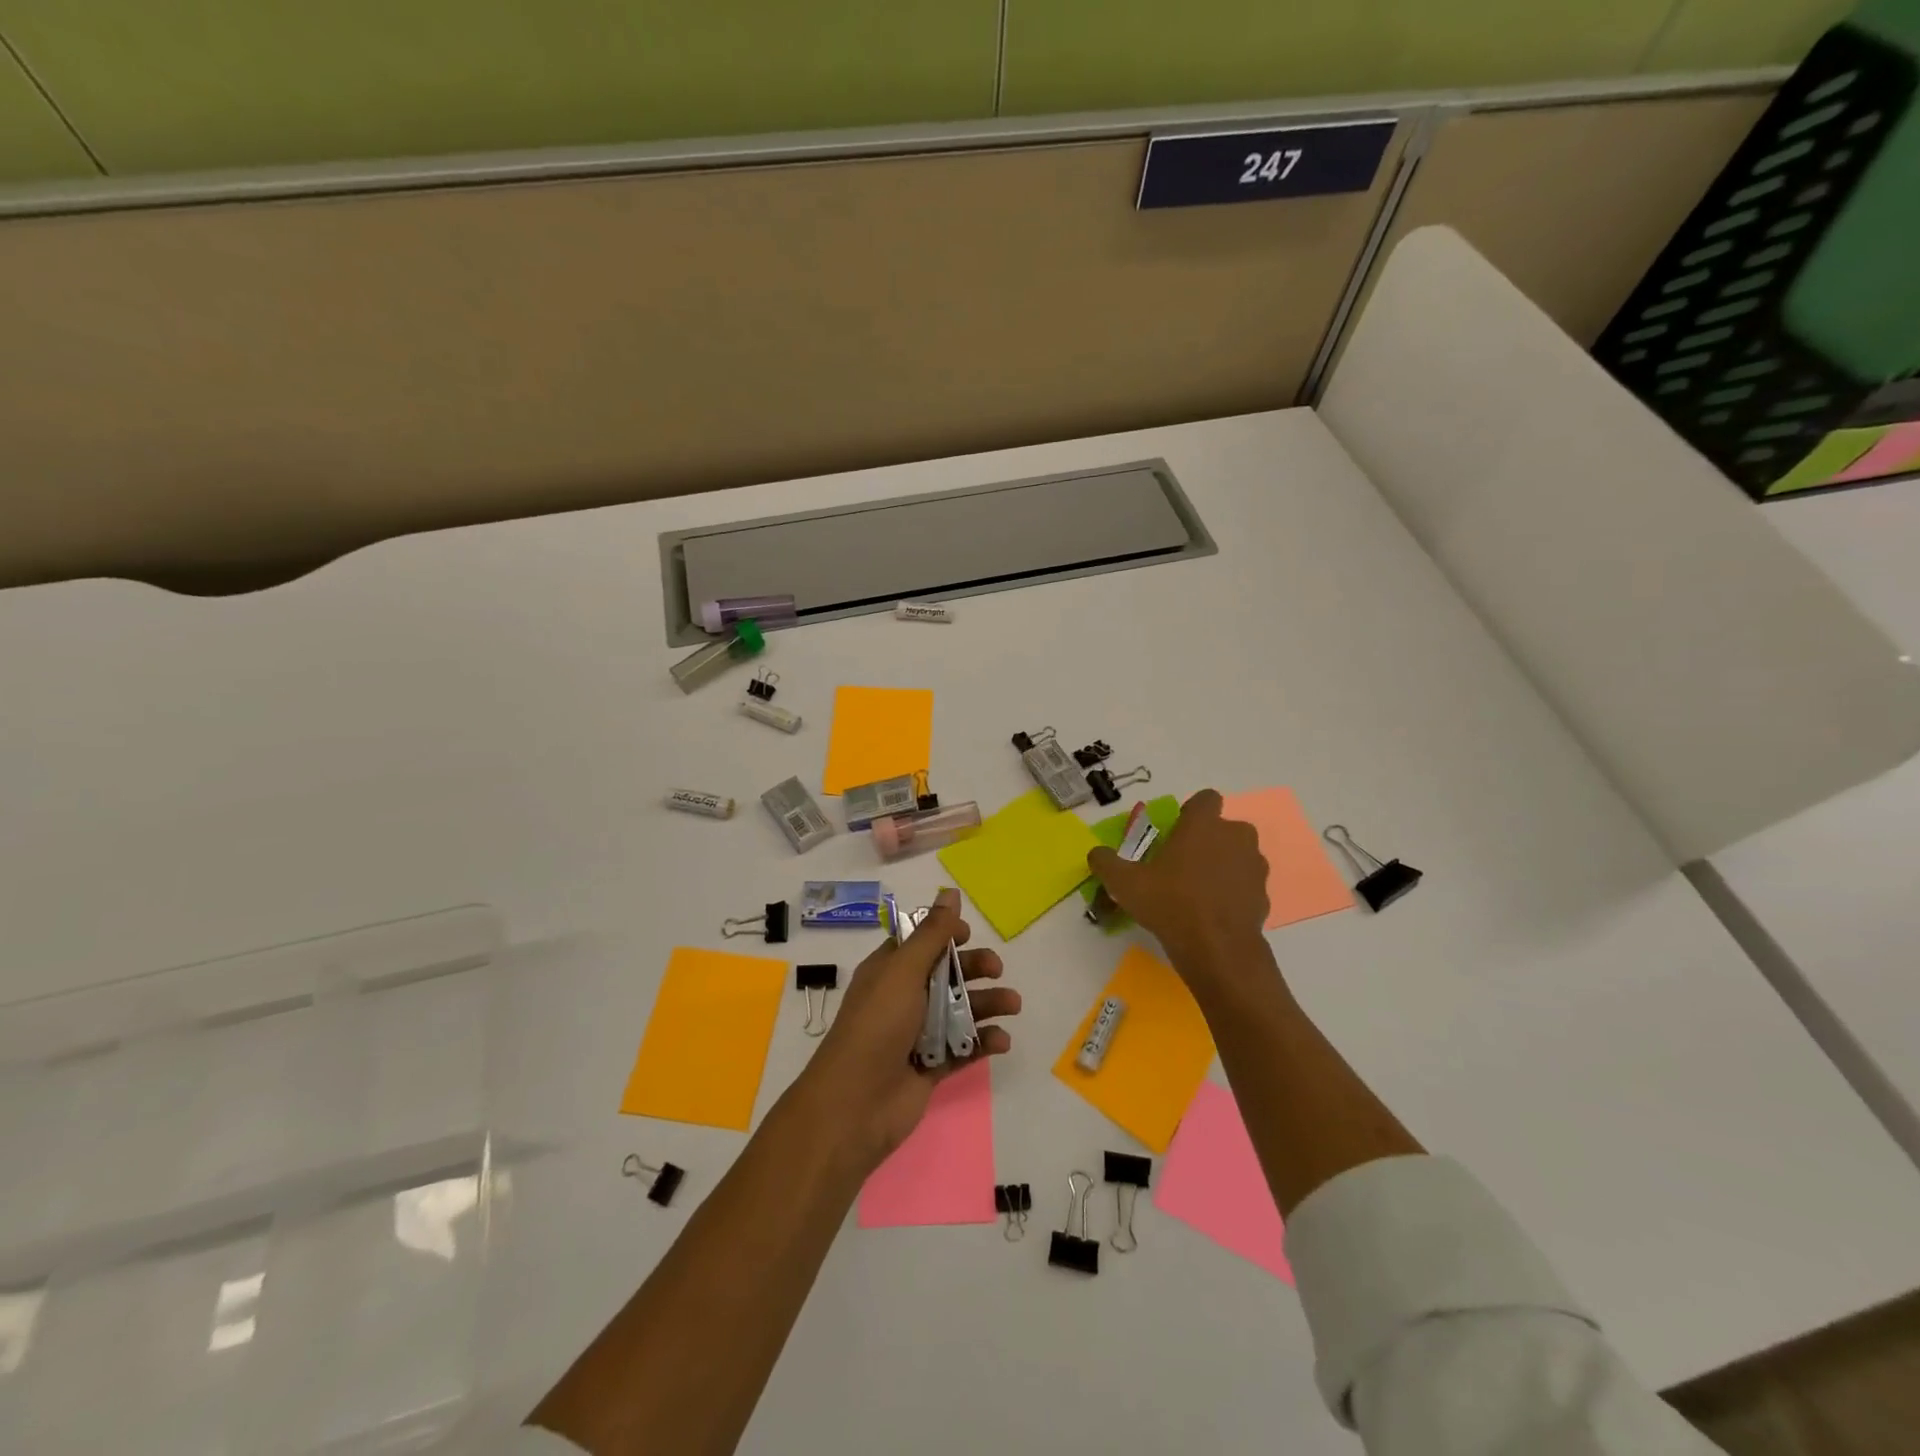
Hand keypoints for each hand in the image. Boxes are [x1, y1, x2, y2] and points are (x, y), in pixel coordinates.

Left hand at [792, 887, 1018, 1173]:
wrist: (856, 1103)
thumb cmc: (878, 1024)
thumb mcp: (904, 970)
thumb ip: (932, 933)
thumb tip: (950, 891)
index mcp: (889, 971)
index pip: (920, 943)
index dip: (944, 935)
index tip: (968, 934)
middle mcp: (903, 998)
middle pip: (946, 974)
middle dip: (973, 968)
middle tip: (997, 970)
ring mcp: (917, 1034)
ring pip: (959, 1010)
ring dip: (987, 1004)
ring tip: (1013, 1005)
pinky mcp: (930, 1066)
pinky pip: (963, 1048)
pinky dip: (983, 1042)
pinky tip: (1001, 1041)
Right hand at [1086, 789, 1269, 981]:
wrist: (1217, 949)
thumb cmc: (1170, 903)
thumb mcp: (1125, 883)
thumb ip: (1106, 863)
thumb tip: (1096, 854)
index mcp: (1204, 825)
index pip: (1206, 799)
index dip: (1192, 812)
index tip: (1176, 832)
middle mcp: (1235, 837)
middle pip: (1223, 828)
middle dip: (1207, 841)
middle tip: (1182, 864)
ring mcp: (1254, 866)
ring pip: (1238, 855)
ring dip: (1222, 865)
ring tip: (1197, 891)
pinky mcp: (1264, 895)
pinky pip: (1245, 884)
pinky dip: (1233, 892)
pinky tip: (1212, 913)